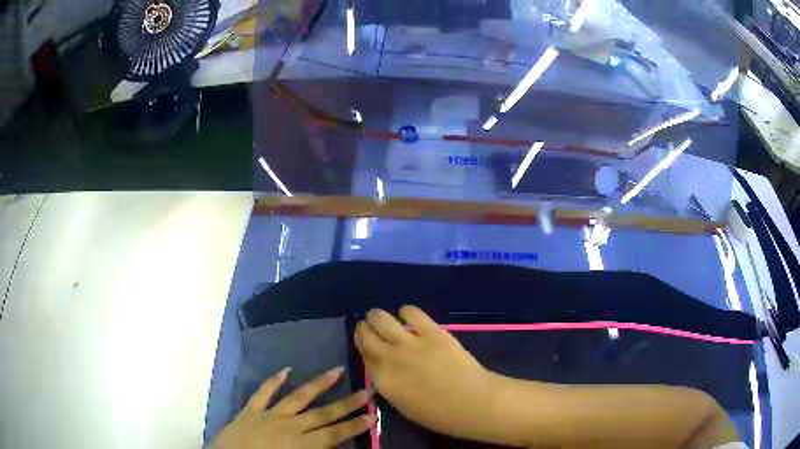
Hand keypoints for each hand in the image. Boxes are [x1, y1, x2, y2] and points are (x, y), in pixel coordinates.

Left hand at [214, 366, 374, 448]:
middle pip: (322, 414)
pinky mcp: (250, 411)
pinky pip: (262, 393)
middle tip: (366, 391)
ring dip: (317, 384)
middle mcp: (288, 427)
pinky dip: (273, 381)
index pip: (333, 434)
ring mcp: (268, 416)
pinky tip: (285, 370)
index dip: (354, 425)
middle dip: (346, 404)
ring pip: (297, 397)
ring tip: (336, 370)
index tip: (372, 415)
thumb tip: (335, 447)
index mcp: (299, 445)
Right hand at [355, 306, 504, 443]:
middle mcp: (390, 358)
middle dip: (364, 329)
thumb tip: (385, 372)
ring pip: (381, 319)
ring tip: (381, 318)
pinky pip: (412, 312)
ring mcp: (410, 343)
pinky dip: (407, 312)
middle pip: (367, 335)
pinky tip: (409, 316)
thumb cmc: (439, 415)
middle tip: (368, 327)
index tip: (364, 343)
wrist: (472, 402)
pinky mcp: (432, 331)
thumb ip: (390, 386)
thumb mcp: (404, 406)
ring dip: (377, 317)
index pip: (364, 357)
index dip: (362, 347)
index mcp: (382, 381)